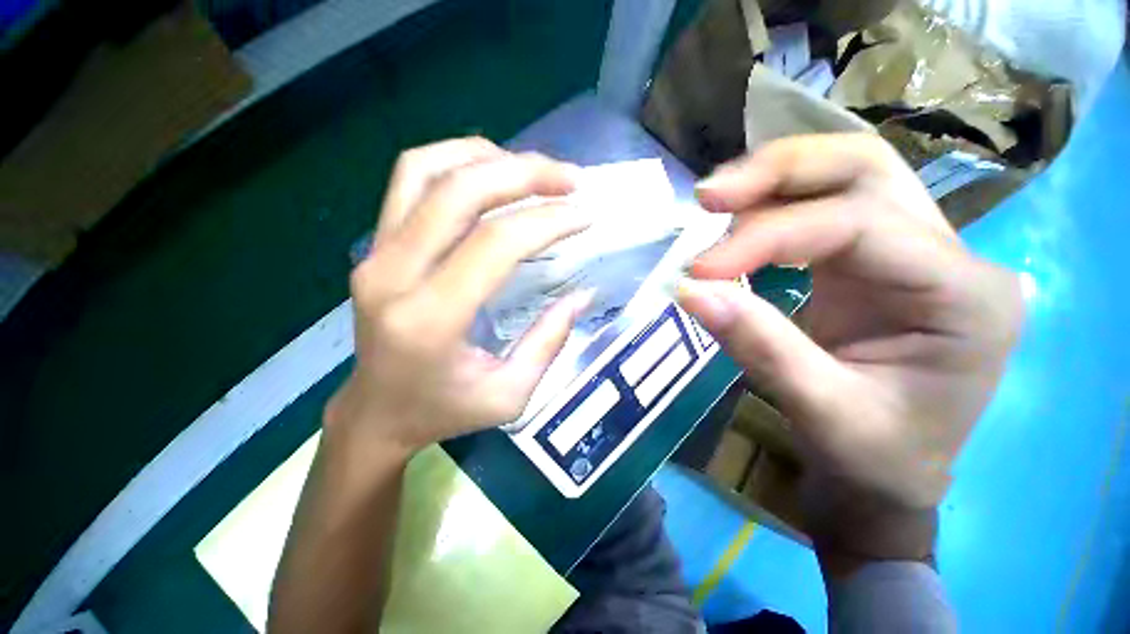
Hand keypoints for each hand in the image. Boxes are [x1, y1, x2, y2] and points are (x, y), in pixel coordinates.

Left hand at [327, 138, 591, 452]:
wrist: (376, 412)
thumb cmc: (444, 411)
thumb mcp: (510, 394)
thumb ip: (549, 340)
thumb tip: (583, 294)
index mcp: (430, 320)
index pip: (495, 244)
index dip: (547, 221)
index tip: (583, 218)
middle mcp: (393, 275)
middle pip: (459, 192)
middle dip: (524, 174)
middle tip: (569, 179)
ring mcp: (375, 253)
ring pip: (426, 170)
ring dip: (487, 157)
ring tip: (532, 170)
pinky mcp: (374, 246)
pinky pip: (410, 180)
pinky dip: (455, 162)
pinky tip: (490, 174)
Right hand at [678, 134, 1023, 516]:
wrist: (889, 473)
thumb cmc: (875, 457)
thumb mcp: (821, 411)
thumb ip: (757, 345)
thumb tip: (689, 292)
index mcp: (962, 296)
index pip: (854, 227)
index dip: (765, 240)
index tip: (698, 271)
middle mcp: (949, 255)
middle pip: (865, 169)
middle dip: (779, 172)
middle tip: (708, 196)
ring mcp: (912, 251)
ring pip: (845, 174)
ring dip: (773, 180)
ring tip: (715, 202)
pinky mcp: (872, 261)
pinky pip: (822, 208)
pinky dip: (772, 206)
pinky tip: (736, 222)